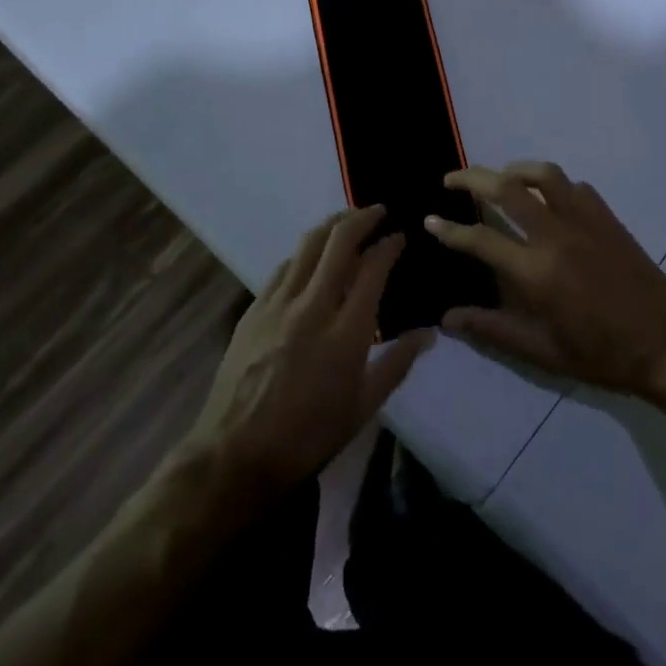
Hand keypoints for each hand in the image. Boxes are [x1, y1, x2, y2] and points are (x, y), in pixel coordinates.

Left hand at [185, 206, 432, 497]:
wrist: (235, 454)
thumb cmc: (308, 436)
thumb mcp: (363, 408)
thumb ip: (398, 363)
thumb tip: (430, 333)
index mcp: (346, 331)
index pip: (372, 268)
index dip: (389, 244)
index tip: (399, 235)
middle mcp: (312, 305)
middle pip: (338, 241)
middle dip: (361, 217)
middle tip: (377, 211)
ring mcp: (278, 303)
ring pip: (307, 245)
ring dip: (331, 225)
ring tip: (347, 221)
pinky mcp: (253, 309)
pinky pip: (283, 267)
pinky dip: (303, 253)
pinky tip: (310, 258)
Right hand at [425, 162, 665, 398]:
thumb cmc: (602, 355)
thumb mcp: (544, 352)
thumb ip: (493, 330)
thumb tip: (448, 319)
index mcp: (537, 272)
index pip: (481, 239)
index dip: (449, 229)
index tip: (430, 220)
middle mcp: (556, 235)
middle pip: (507, 189)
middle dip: (472, 178)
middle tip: (451, 179)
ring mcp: (586, 221)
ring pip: (544, 175)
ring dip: (515, 170)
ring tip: (499, 177)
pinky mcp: (608, 218)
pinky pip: (575, 187)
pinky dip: (553, 185)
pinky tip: (547, 198)